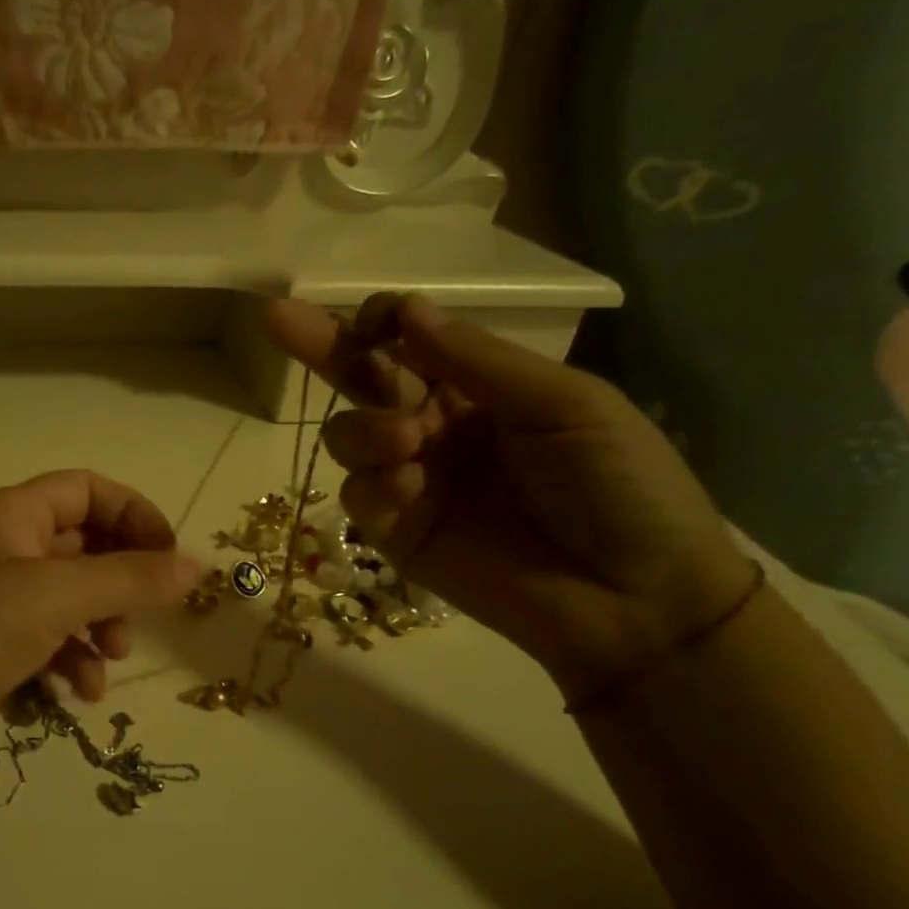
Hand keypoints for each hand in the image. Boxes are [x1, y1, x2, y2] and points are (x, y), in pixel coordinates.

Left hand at [0, 471, 200, 796]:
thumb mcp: (56, 596)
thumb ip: (130, 579)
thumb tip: (197, 566)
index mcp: (14, 517)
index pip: (88, 490)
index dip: (134, 514)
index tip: (169, 558)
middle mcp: (4, 551)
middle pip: (83, 548)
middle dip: (120, 582)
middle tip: (141, 618)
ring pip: (70, 602)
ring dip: (99, 629)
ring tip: (108, 661)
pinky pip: (47, 645)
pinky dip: (70, 664)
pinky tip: (76, 694)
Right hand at [266, 293, 756, 701]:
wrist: (632, 597)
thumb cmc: (618, 484)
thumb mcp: (564, 404)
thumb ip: (477, 361)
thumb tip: (407, 311)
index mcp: (481, 388)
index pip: (412, 343)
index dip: (385, 323)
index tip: (376, 319)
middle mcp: (436, 427)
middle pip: (363, 380)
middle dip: (321, 345)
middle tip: (276, 317)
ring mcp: (412, 480)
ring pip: (349, 436)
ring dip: (365, 428)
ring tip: (405, 443)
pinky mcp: (396, 532)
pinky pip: (358, 495)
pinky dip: (373, 485)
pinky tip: (408, 489)